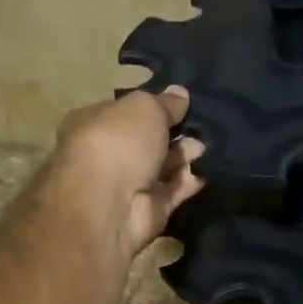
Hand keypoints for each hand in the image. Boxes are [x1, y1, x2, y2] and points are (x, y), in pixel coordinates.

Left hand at [47, 87, 205, 259]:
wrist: (111, 205)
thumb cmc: (119, 142)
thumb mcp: (145, 107)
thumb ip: (166, 102)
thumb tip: (180, 93)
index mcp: (94, 123)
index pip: (126, 110)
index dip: (153, 105)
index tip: (182, 102)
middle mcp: (108, 153)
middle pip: (146, 139)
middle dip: (173, 131)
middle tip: (201, 124)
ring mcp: (127, 184)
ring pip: (162, 165)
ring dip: (184, 154)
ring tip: (206, 145)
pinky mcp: (148, 209)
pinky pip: (173, 191)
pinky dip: (189, 181)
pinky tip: (208, 169)